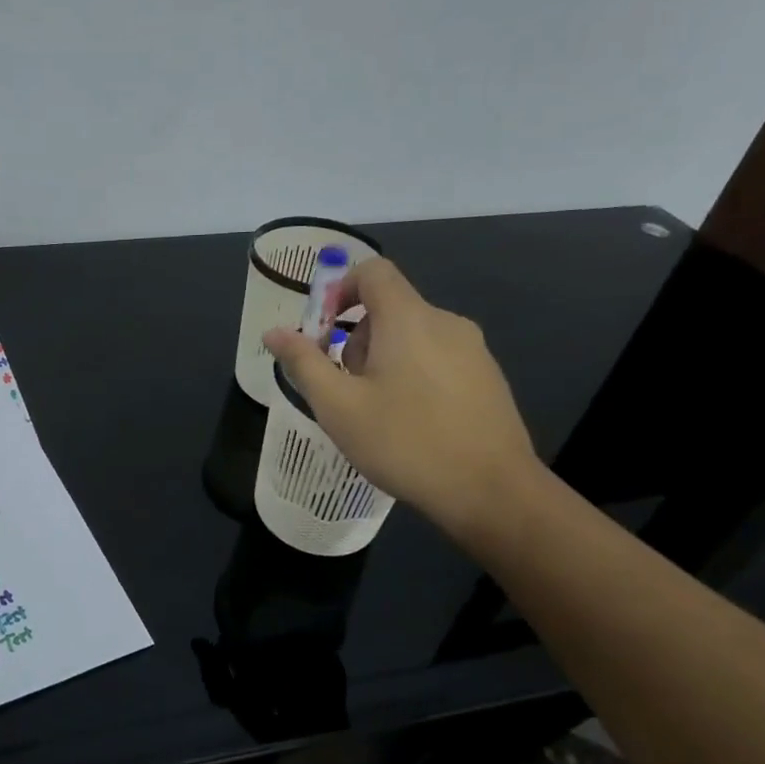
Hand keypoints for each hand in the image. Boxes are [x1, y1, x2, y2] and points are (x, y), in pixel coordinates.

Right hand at [263, 258, 542, 546]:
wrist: (492, 492)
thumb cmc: (405, 443)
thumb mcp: (338, 406)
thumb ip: (303, 363)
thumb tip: (273, 332)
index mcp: (408, 319)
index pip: (373, 271)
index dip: (340, 290)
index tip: (323, 332)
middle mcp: (446, 322)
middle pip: (390, 307)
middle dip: (357, 338)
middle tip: (344, 387)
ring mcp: (474, 350)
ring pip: (414, 335)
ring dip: (384, 359)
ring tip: (375, 411)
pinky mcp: (488, 377)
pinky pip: (438, 358)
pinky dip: (414, 374)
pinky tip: (411, 423)